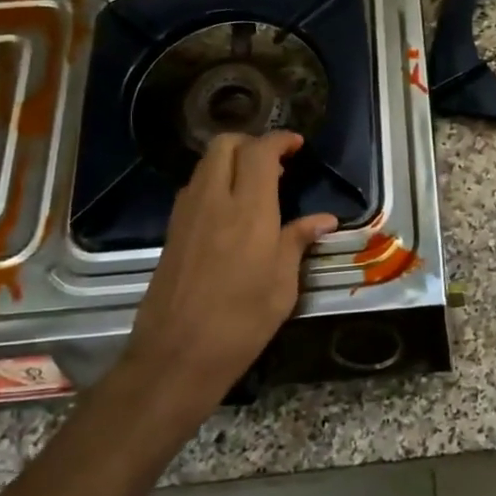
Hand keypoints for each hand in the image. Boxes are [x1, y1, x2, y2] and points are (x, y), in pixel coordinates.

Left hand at [119, 131, 337, 415]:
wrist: (177, 356)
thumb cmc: (242, 322)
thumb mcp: (282, 285)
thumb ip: (298, 242)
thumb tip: (323, 220)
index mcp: (249, 211)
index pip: (260, 152)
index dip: (279, 140)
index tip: (297, 145)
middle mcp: (214, 202)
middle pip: (224, 146)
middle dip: (251, 143)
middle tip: (277, 162)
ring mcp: (187, 215)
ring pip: (205, 165)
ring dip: (231, 162)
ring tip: (258, 185)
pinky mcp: (172, 232)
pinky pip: (194, 189)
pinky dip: (215, 183)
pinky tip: (232, 211)